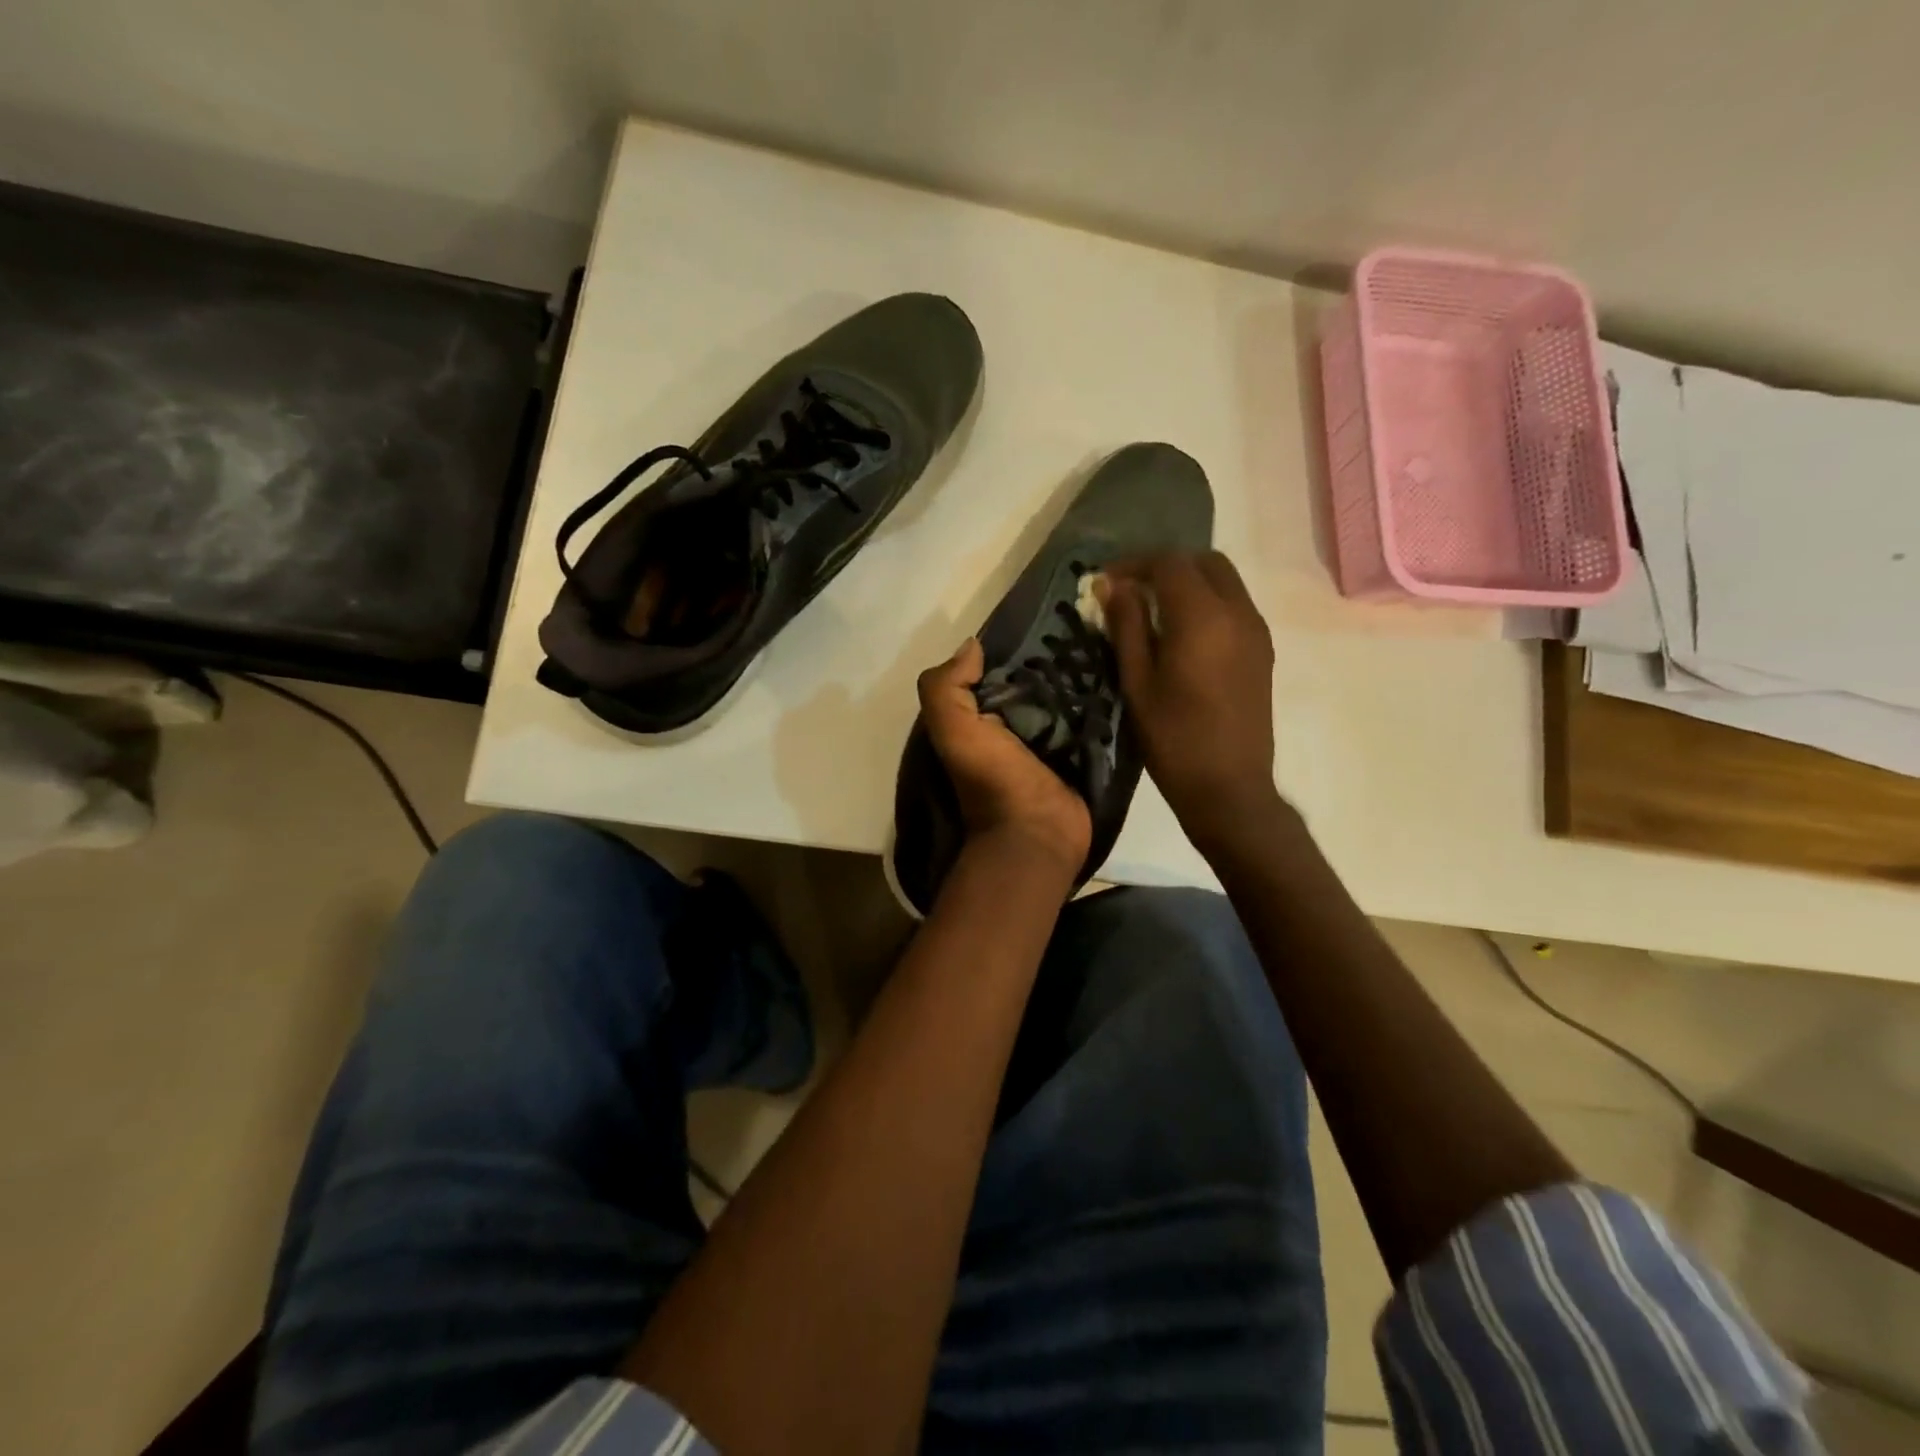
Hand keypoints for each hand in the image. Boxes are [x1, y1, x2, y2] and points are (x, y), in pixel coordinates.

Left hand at [918, 638, 1091, 876]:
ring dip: (1084, 675)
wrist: (1036, 834)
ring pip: (1068, 696)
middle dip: (1056, 656)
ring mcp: (1051, 741)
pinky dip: (1103, 700)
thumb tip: (973, 646)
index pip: (996, 671)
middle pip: (1036, 680)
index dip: (1013, 646)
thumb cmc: (993, 779)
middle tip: (1087, 625)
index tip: (1043, 617)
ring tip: (1110, 640)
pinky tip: (1121, 673)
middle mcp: (1013, 725)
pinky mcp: (1082, 752)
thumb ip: (946, 687)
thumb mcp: (954, 730)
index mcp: (980, 718)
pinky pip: (1093, 718)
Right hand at [1101, 552, 1280, 851]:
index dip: (1134, 564)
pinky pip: (1235, 605)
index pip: (1170, 563)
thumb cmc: (1173, 739)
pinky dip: (1207, 601)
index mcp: (1203, 618)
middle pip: (1204, 562)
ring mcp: (1256, 631)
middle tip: (1131, 589)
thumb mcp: (1137, 682)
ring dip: (1188, 582)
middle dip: (1165, 566)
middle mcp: (1238, 613)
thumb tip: (1112, 586)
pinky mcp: (1262, 650)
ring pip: (1224, 581)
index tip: (1105, 582)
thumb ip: (1127, 627)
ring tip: (1152, 609)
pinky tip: (1181, 632)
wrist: (1228, 787)